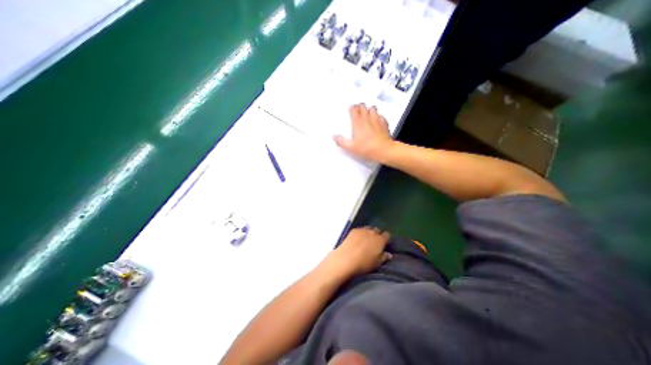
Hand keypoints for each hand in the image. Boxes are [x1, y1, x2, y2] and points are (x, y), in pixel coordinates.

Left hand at [329, 227, 387, 274]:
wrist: (347, 258)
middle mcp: (372, 232)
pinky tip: (357, 239)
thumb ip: (384, 257)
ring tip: (365, 240)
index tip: (384, 244)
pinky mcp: (354, 230)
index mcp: (380, 240)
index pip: (387, 235)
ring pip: (368, 228)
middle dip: (377, 235)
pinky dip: (360, 233)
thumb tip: (389, 254)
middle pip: (377, 230)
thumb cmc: (364, 263)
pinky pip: (360, 229)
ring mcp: (362, 230)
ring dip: (368, 232)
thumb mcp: (377, 263)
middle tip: (374, 242)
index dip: (386, 239)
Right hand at [332, 103, 393, 160]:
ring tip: (367, 113)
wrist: (383, 150)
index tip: (350, 109)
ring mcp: (377, 119)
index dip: (352, 107)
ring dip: (369, 109)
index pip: (354, 109)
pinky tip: (377, 121)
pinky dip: (378, 116)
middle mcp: (367, 118)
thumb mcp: (350, 147)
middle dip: (359, 106)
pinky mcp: (384, 123)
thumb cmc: (366, 148)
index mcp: (357, 123)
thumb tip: (334, 136)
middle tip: (357, 110)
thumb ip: (341, 141)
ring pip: (372, 108)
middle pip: (363, 106)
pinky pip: (380, 115)